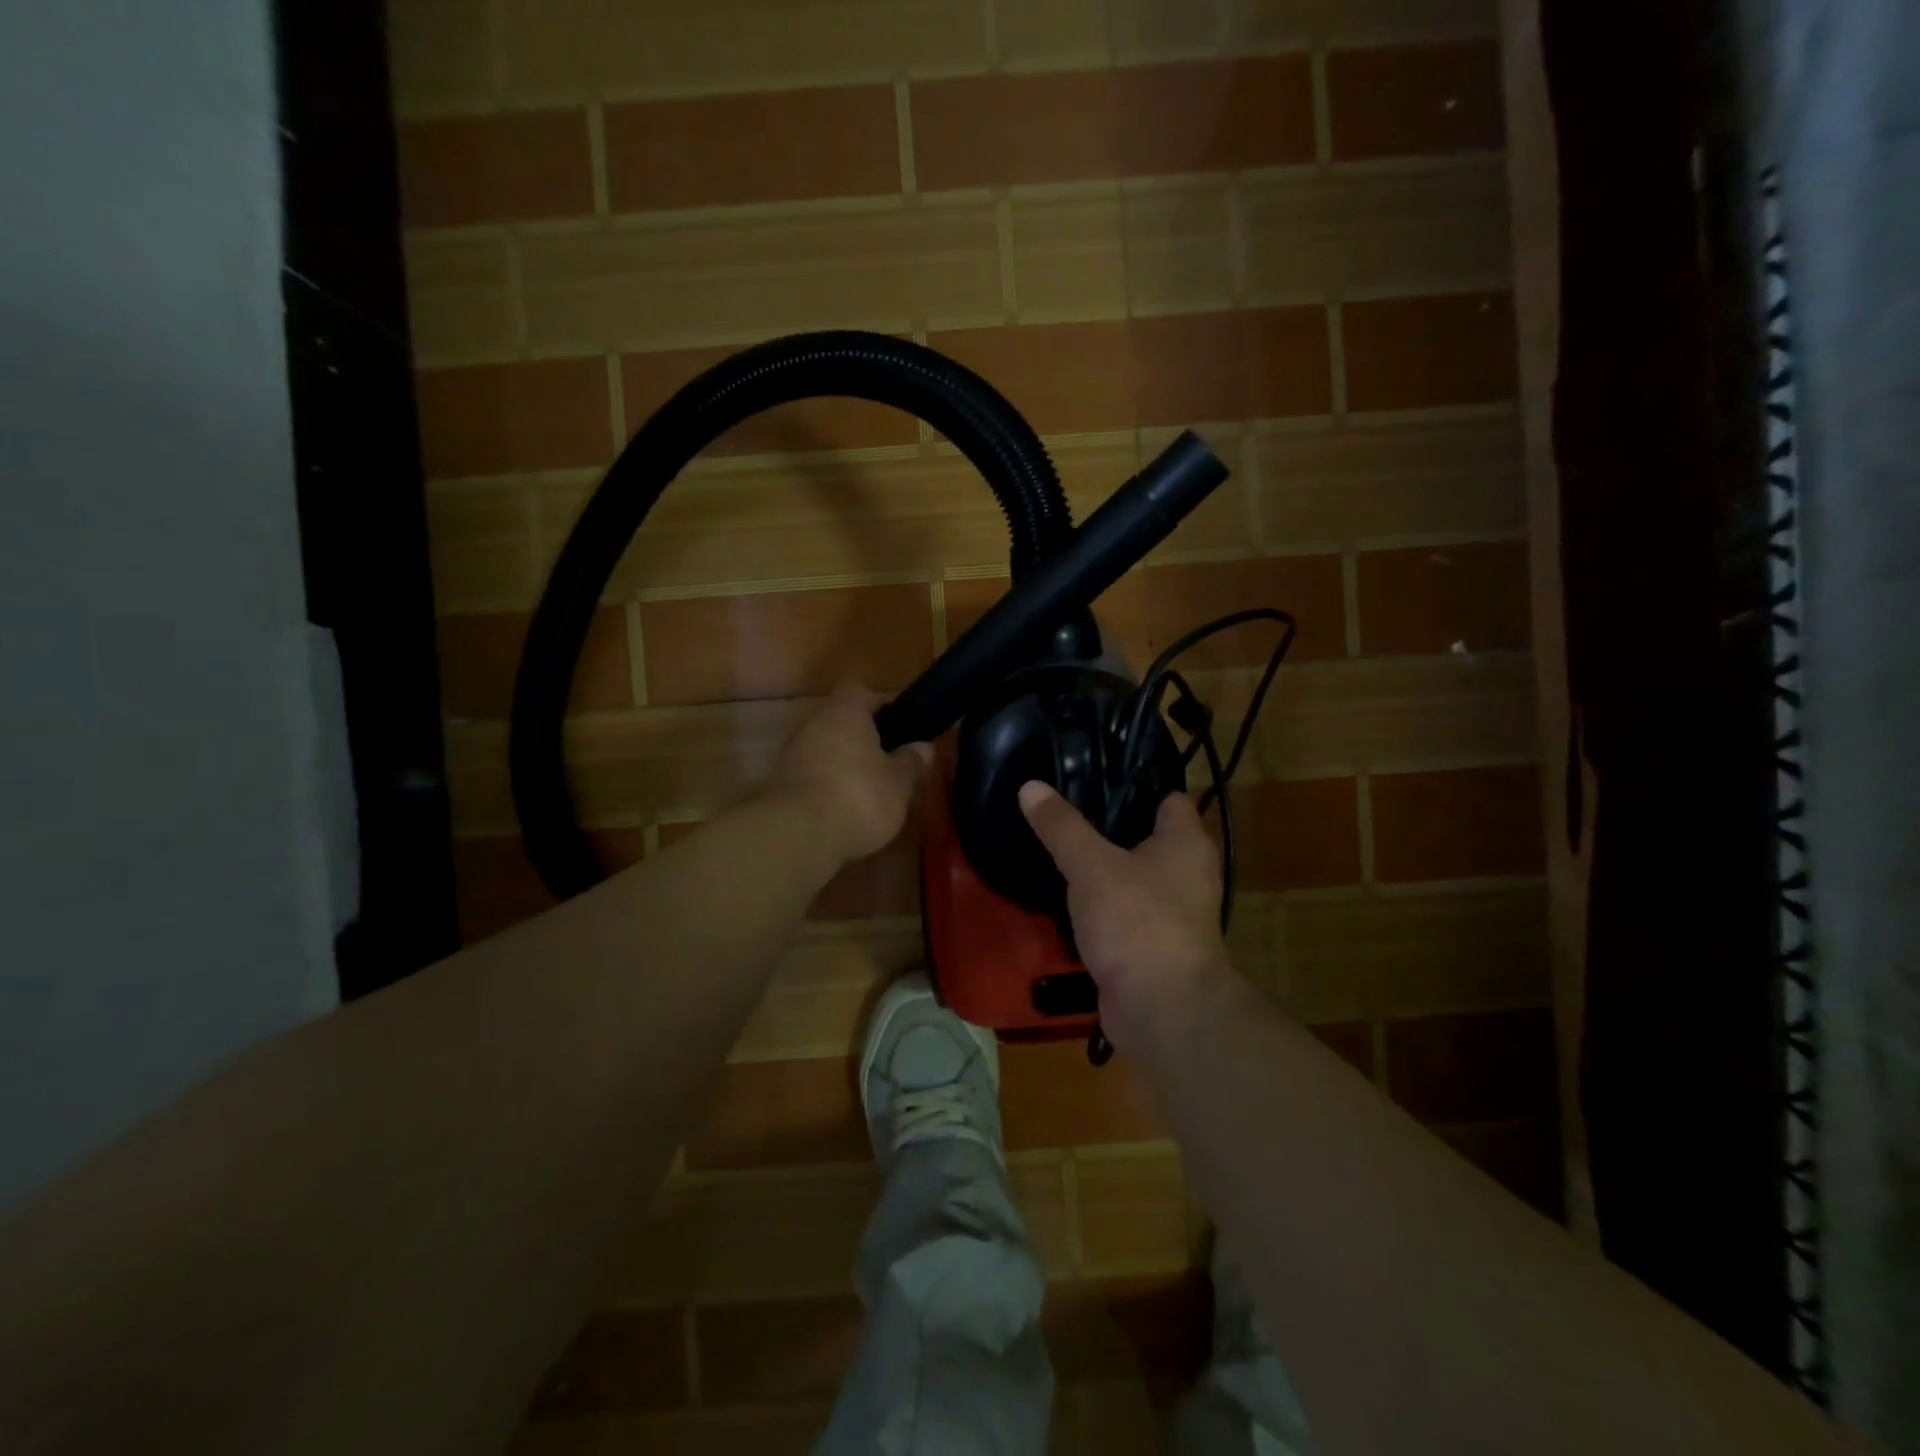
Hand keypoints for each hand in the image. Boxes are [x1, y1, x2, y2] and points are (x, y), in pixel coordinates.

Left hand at [769, 685, 932, 864]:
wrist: (797, 834)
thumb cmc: (859, 796)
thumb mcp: (899, 782)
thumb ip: (911, 761)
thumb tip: (924, 746)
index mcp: (846, 712)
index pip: (862, 692)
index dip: (883, 705)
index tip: (902, 725)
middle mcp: (814, 723)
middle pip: (842, 721)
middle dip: (865, 738)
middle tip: (890, 760)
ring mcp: (793, 753)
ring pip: (826, 748)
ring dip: (845, 763)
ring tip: (871, 789)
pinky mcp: (781, 783)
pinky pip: (813, 773)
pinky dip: (828, 784)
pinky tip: (845, 807)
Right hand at [1018, 782, 1232, 1049]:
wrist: (1160, 1009)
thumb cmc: (1136, 921)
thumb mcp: (1090, 866)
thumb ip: (1061, 826)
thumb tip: (1030, 786)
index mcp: (1186, 844)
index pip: (1168, 799)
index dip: (1135, 786)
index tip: (1093, 778)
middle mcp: (1188, 874)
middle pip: (1149, 838)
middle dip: (1111, 828)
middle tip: (1066, 815)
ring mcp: (1174, 914)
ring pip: (1135, 878)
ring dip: (1105, 870)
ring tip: (1061, 852)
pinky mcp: (1154, 946)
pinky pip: (1126, 914)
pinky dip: (1103, 907)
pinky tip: (1069, 900)